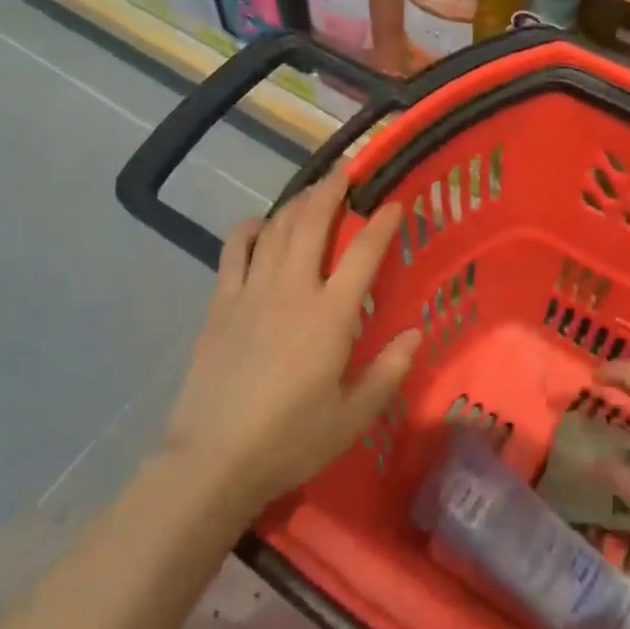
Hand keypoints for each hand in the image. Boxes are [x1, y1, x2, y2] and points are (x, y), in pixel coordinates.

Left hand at [163, 167, 419, 511]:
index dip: (382, 222)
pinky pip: (234, 251)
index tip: (395, 202)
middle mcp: (293, 289)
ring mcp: (252, 292)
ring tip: (312, 192)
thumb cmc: (291, 440)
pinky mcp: (221, 304)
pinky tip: (258, 224)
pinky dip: (248, 230)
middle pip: (313, 223)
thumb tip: (415, 333)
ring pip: (276, 230)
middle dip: (332, 190)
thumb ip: (388, 371)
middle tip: (346, 169)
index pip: (363, 253)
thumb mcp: (353, 416)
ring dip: (296, 203)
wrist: (214, 459)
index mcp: (331, 314)